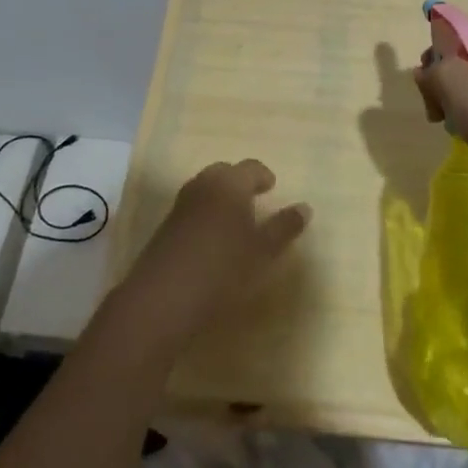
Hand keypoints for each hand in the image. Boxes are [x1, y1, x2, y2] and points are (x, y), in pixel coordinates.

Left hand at [122, 160, 309, 344]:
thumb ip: (284, 227)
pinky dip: (206, 213)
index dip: (264, 176)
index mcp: (230, 184)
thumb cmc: (223, 270)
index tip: (272, 188)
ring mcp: (180, 205)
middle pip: (225, 172)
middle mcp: (203, 185)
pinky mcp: (166, 226)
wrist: (163, 300)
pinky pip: (193, 208)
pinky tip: (213, 239)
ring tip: (236, 221)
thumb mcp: (263, 252)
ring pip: (206, 189)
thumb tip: (304, 207)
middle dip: (240, 182)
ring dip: (221, 198)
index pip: (251, 167)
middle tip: (255, 200)